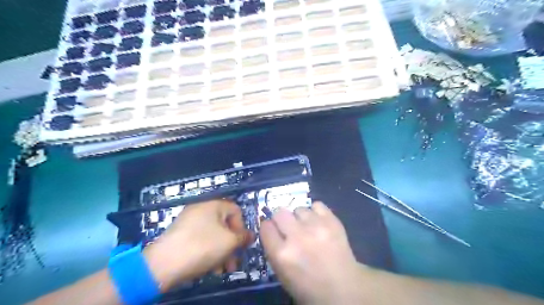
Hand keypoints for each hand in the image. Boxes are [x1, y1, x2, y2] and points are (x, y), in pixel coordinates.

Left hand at [144, 200, 254, 289]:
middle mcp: (201, 209)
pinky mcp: (180, 235)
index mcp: (213, 205)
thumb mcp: (229, 242)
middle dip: (232, 245)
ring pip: (213, 235)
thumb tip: (251, 235)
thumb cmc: (202, 247)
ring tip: (222, 270)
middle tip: (233, 262)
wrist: (163, 264)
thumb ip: (243, 237)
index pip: (236, 211)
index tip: (241, 245)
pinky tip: (210, 268)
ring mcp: (189, 222)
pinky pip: (201, 239)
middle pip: (224, 225)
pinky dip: (208, 251)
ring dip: (222, 251)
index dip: (242, 228)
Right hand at [259, 201, 365, 302]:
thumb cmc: (309, 286)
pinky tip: (318, 222)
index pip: (265, 227)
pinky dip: (315, 212)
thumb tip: (271, 229)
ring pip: (299, 209)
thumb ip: (274, 250)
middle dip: (281, 219)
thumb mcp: (283, 274)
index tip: (272, 230)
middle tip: (289, 227)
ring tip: (307, 227)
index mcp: (282, 255)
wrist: (344, 288)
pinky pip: (317, 205)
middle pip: (279, 213)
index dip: (268, 228)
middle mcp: (297, 237)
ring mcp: (316, 227)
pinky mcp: (332, 221)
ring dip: (300, 217)